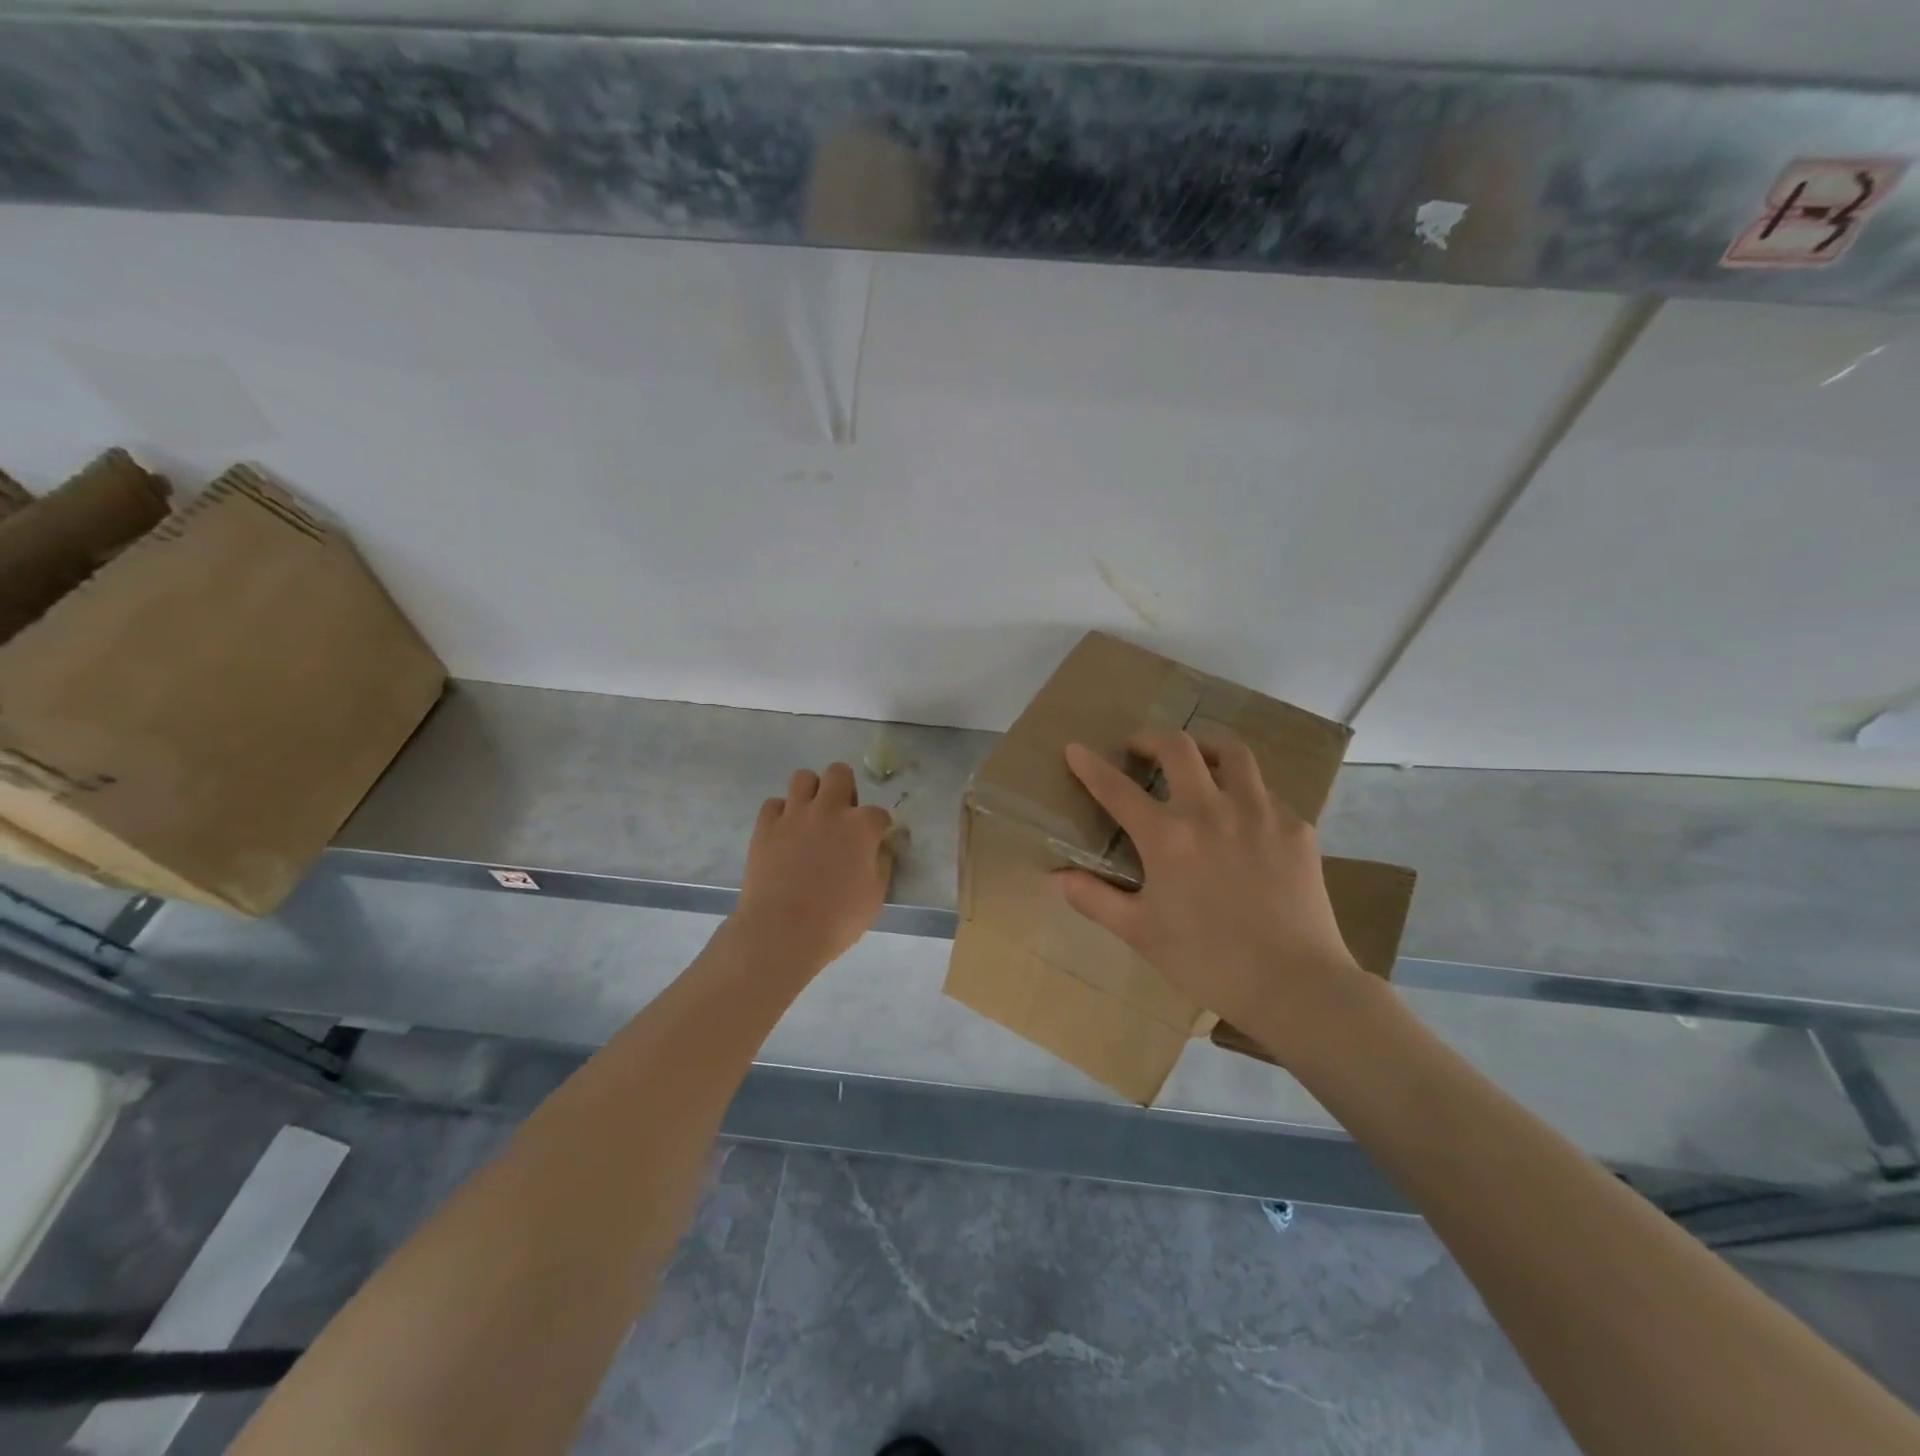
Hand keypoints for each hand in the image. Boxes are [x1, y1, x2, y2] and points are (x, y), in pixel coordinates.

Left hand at [734, 762, 893, 973]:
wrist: (782, 932)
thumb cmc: (837, 919)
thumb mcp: (875, 896)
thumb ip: (882, 863)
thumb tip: (881, 847)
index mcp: (861, 826)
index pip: (879, 813)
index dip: (879, 827)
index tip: (875, 842)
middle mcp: (829, 810)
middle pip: (839, 773)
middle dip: (845, 789)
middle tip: (842, 816)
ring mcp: (794, 815)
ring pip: (803, 777)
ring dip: (812, 792)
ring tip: (812, 816)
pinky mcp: (765, 826)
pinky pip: (774, 803)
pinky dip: (782, 813)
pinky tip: (786, 832)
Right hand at [1054, 730, 1371, 1051]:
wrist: (1294, 984)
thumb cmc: (1207, 960)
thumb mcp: (1140, 932)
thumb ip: (1094, 899)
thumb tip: (1054, 878)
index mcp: (1167, 836)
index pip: (1116, 788)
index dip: (1090, 766)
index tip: (1075, 749)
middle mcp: (1211, 810)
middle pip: (1177, 747)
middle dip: (1150, 738)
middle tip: (1139, 748)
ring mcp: (1259, 813)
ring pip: (1232, 752)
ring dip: (1205, 746)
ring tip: (1196, 759)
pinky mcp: (1295, 827)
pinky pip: (1266, 791)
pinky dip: (1245, 790)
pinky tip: (1243, 814)